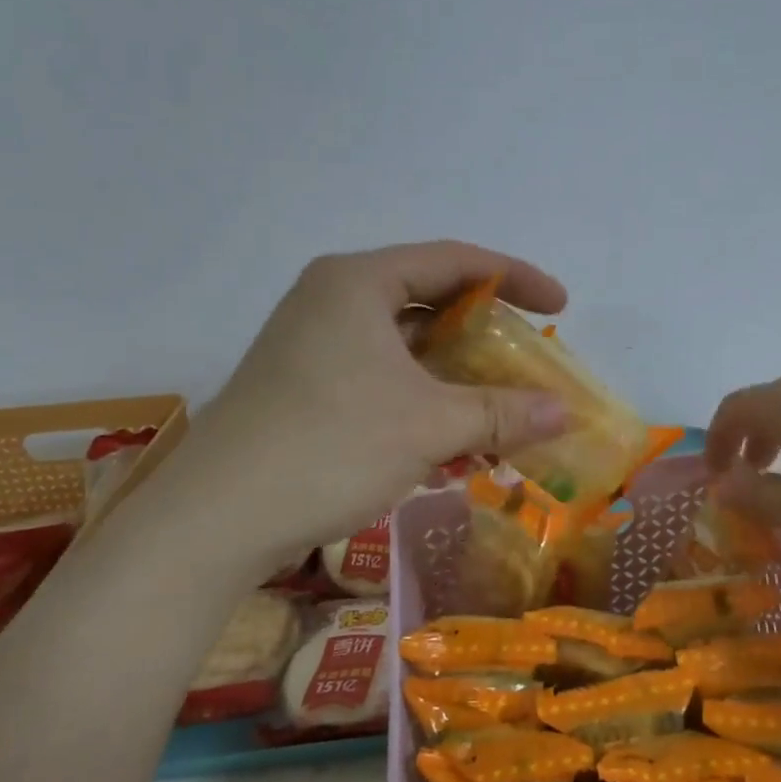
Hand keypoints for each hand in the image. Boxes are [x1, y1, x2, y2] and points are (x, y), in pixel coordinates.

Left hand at [143, 242, 570, 579]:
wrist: (214, 521)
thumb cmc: (330, 447)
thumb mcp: (429, 426)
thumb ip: (502, 412)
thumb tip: (566, 413)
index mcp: (358, 282)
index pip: (455, 261)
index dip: (517, 278)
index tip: (560, 306)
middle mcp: (331, 300)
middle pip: (429, 300)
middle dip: (485, 332)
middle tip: (528, 357)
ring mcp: (312, 345)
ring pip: (405, 345)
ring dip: (456, 375)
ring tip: (499, 406)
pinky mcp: (303, 387)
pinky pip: (381, 377)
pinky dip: (423, 399)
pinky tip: (452, 441)